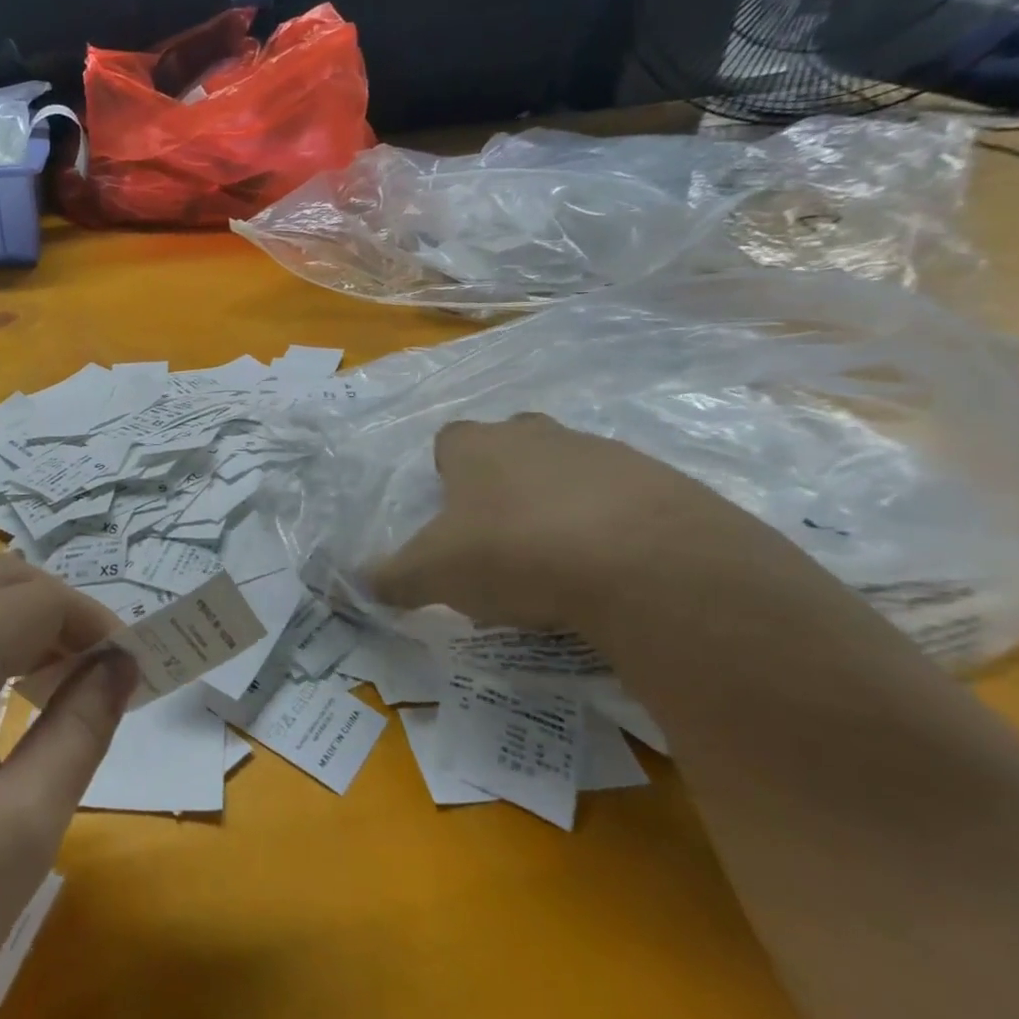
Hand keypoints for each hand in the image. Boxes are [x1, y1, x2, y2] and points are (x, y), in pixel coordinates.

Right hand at [369, 414, 751, 631]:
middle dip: (503, 482)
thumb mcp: (435, 574)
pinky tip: (609, 570)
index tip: (451, 513)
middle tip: (500, 535)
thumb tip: (358, 583)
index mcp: (477, 446)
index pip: (449, 440)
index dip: (446, 472)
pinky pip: (622, 499)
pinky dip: (611, 526)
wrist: (643, 563)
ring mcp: (602, 452)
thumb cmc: (513, 552)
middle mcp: (535, 435)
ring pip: (568, 470)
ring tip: (558, 561)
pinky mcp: (660, 481)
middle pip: (510, 446)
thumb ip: (393, 578)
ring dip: (558, 503)